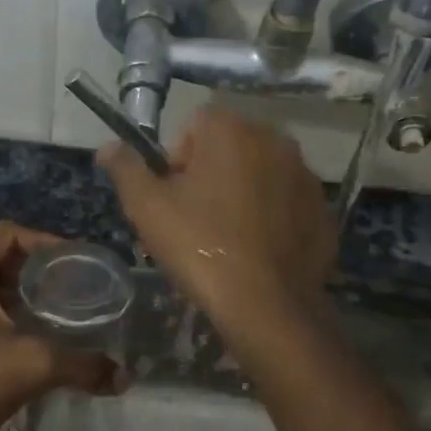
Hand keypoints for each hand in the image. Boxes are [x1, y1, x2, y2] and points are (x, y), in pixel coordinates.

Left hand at [0, 222, 120, 430]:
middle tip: (66, 286)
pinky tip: (17, 335)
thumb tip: (123, 378)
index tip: (74, 262)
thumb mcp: (36, 365)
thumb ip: (84, 365)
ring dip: (11, 292)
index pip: (6, 234)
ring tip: (47, 310)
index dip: (44, 241)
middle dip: (30, 269)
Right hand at [97, 106, 332, 325]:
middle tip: (191, 222)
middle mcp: (275, 140)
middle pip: (228, 148)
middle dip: (207, 176)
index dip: (175, 160)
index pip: (194, 126)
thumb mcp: (146, 207)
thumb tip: (108, 146)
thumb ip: (125, 168)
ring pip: (258, 175)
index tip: (171, 198)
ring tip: (223, 239)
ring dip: (239, 194)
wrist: (266, 304)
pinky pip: (284, 202)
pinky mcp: (322, 209)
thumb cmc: (199, 246)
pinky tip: (254, 251)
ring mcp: (305, 175)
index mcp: (231, 130)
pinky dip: (269, 217)